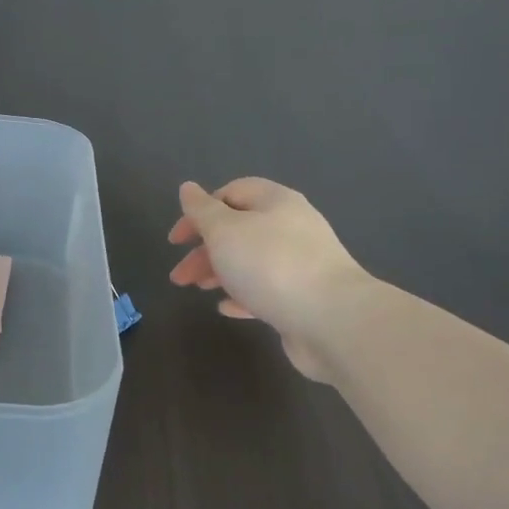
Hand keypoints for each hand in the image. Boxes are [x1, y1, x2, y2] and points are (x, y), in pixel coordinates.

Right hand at [167, 178, 369, 380]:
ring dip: (220, 272)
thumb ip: (202, 211)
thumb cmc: (271, 265)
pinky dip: (242, 296)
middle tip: (180, 276)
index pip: (232, 193)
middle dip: (204, 250)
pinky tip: (226, 308)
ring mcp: (301, 263)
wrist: (331, 319)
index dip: (199, 211)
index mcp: (275, 202)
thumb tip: (187, 188)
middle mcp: (291, 227)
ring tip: (198, 289)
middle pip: (239, 230)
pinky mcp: (304, 297)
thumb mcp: (225, 231)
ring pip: (250, 261)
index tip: (176, 240)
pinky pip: (266, 290)